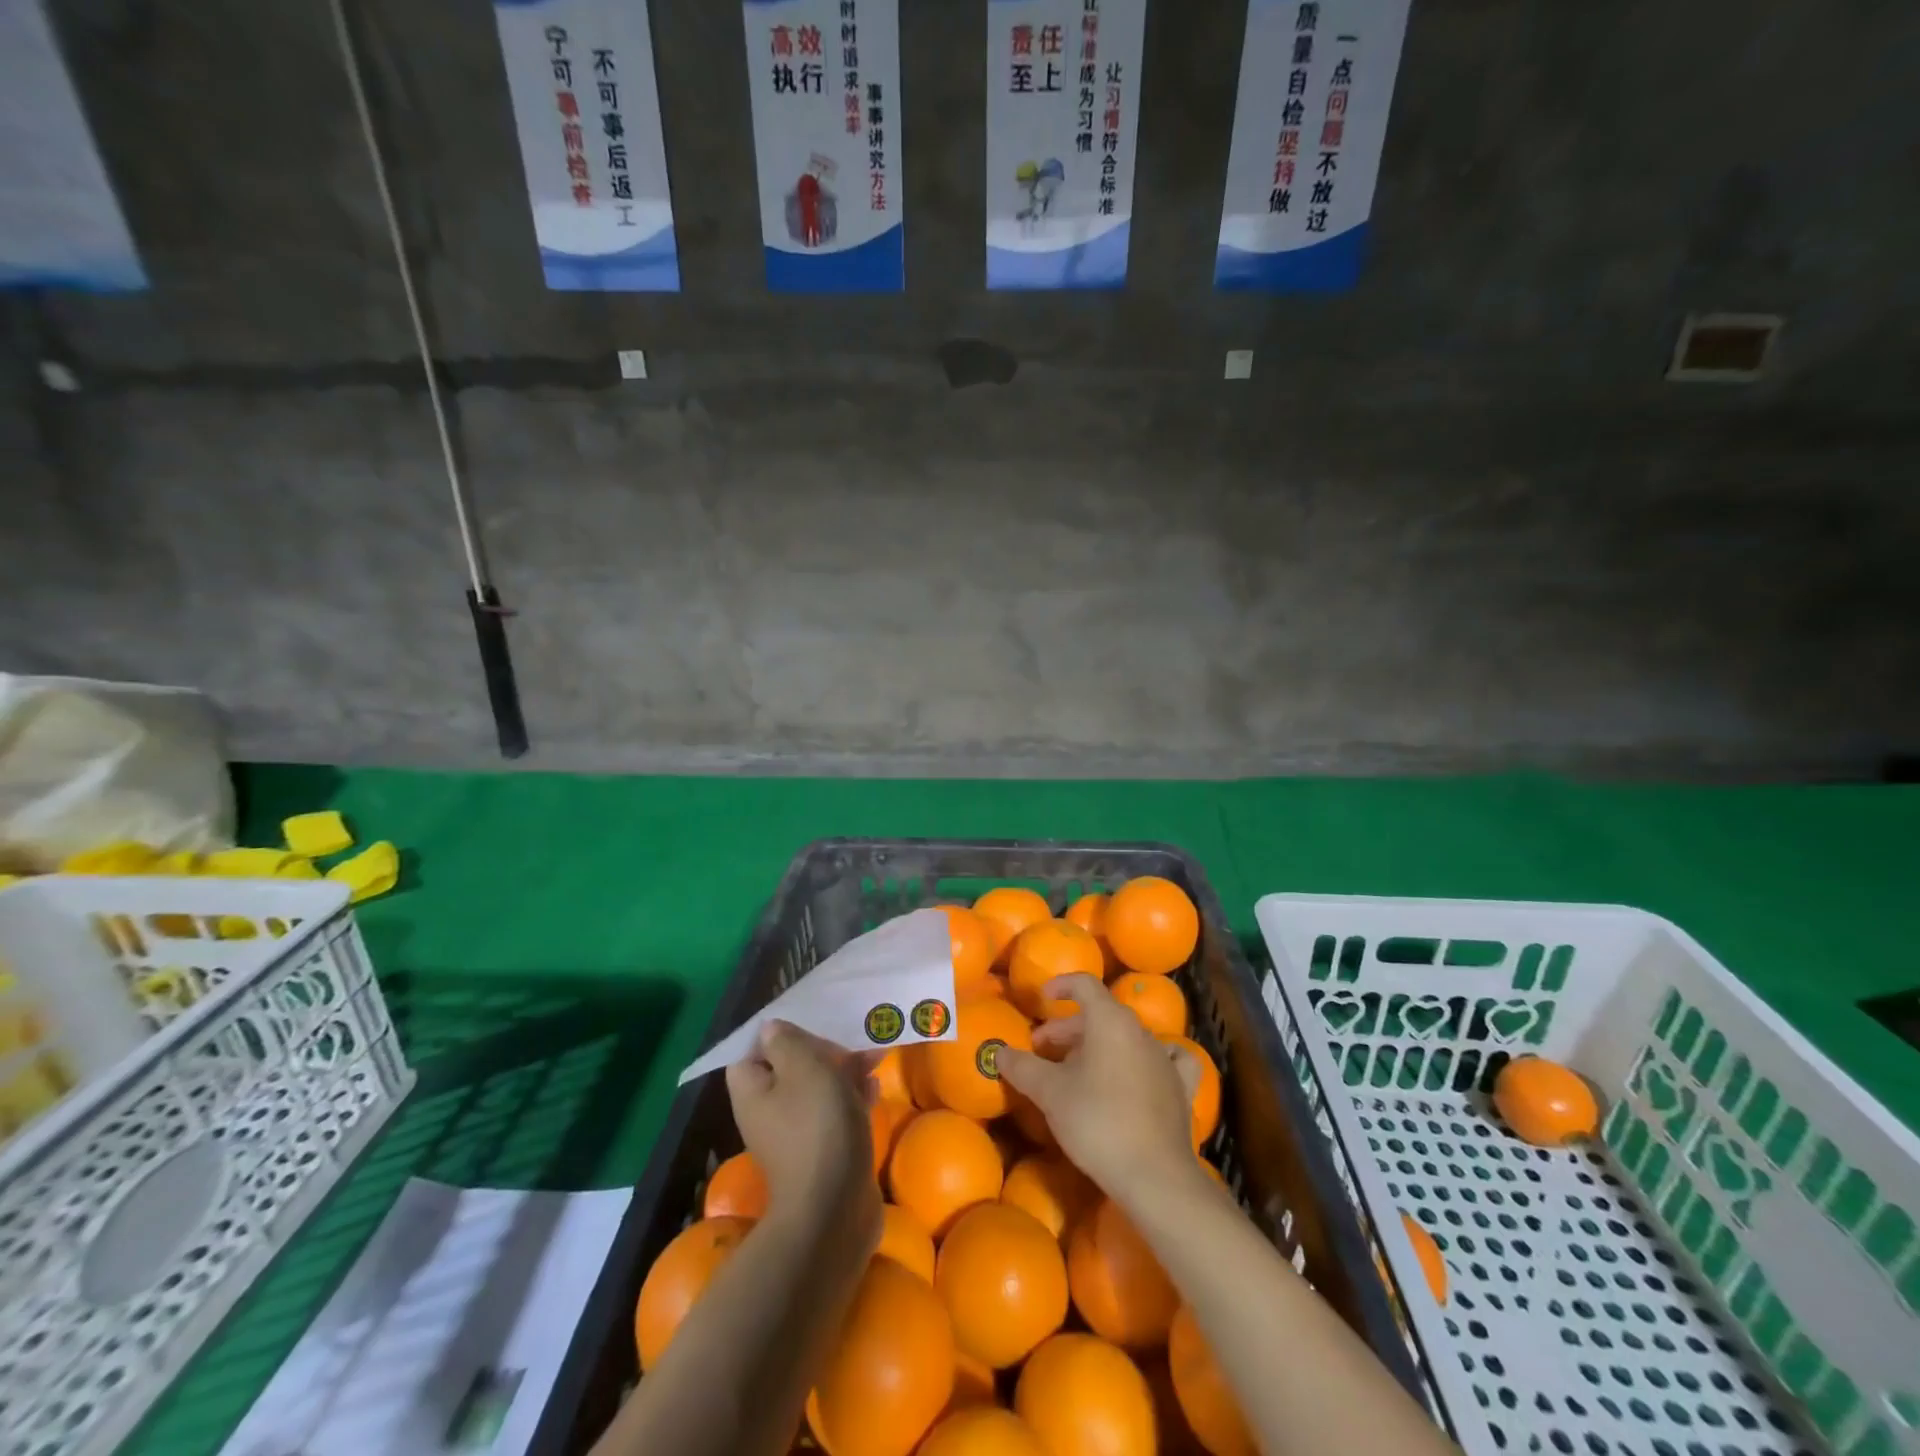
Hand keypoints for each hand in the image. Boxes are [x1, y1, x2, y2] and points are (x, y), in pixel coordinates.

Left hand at [726, 1021, 882, 1240]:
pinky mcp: (822, 1152)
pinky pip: (834, 1114)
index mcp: (752, 1092)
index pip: (751, 1051)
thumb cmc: (817, 1126)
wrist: (836, 1208)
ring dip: (843, 1072)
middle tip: (849, 1040)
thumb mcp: (804, 1068)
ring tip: (873, 1058)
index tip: (807, 1022)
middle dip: (820, 1050)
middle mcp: (767, 1112)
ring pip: (816, 1090)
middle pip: (788, 1068)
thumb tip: (771, 1028)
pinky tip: (874, 1090)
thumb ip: (787, 1042)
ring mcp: (795, 1135)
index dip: (776, 1034)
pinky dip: (852, 1098)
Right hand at [997, 975, 1201, 1204]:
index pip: (1084, 984)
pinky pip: (1164, 1060)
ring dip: (1098, 1046)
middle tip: (1042, 1051)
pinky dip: (1146, 1059)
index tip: (1043, 999)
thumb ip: (1022, 1067)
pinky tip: (1142, 1069)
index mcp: (1110, 1020)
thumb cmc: (1097, 1122)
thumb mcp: (1050, 1093)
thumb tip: (999, 1051)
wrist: (1154, 1176)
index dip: (1061, 985)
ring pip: (1126, 1038)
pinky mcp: (1181, 1087)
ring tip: (1076, 1070)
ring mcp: (1164, 1058)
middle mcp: (1140, 1031)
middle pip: (1100, 1014)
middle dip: (1068, 1029)